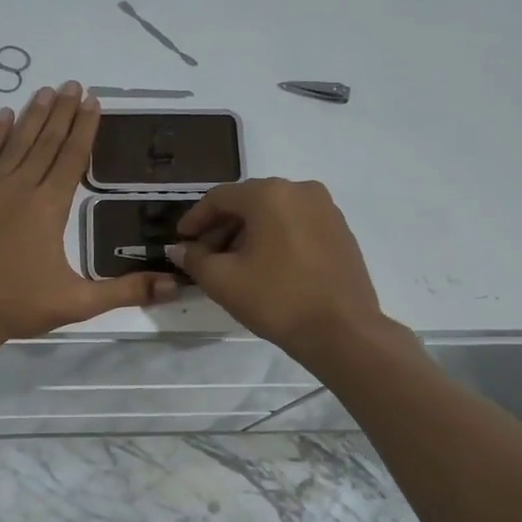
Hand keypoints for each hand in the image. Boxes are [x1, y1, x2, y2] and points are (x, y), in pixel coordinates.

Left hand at [0, 82, 180, 350]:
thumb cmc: (18, 306)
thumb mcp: (78, 303)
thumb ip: (126, 291)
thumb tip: (175, 286)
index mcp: (49, 207)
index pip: (72, 158)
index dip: (84, 128)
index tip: (92, 101)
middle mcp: (20, 188)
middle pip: (46, 142)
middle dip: (62, 112)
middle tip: (73, 84)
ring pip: (15, 143)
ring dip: (32, 115)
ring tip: (46, 90)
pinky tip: (2, 115)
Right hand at [169, 178, 384, 357]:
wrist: (343, 331)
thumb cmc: (277, 299)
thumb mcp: (223, 280)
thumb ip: (194, 259)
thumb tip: (179, 249)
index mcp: (270, 194)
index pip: (220, 197)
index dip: (195, 219)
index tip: (181, 240)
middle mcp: (300, 190)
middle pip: (248, 202)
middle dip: (222, 227)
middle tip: (204, 256)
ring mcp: (326, 209)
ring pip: (274, 213)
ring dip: (248, 234)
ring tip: (233, 264)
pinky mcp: (341, 231)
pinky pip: (297, 225)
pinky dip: (275, 238)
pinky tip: (266, 266)